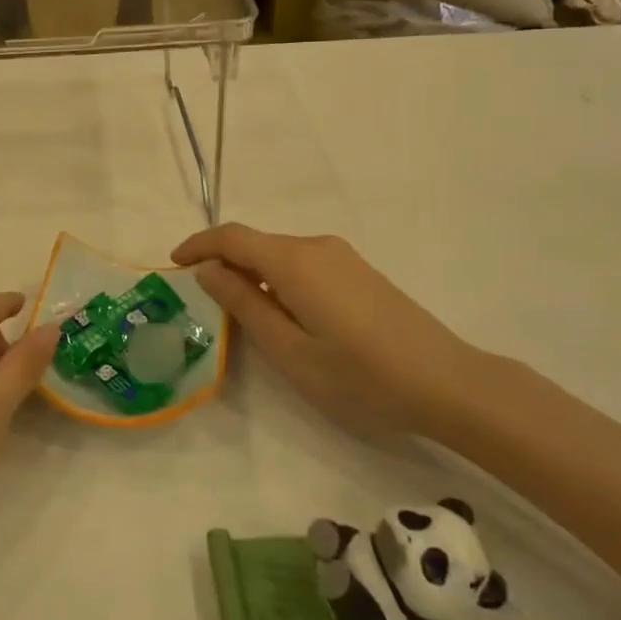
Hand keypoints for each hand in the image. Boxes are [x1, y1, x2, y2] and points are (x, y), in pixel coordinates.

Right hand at [171, 224, 475, 437]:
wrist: (447, 382)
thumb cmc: (361, 375)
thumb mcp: (290, 352)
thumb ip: (245, 306)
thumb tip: (209, 271)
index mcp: (293, 262)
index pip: (232, 237)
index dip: (198, 245)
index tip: (173, 263)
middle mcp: (315, 246)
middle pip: (256, 243)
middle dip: (224, 262)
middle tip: (202, 299)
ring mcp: (341, 257)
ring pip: (280, 255)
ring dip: (252, 273)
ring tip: (240, 313)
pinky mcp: (359, 271)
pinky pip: (304, 264)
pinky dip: (279, 279)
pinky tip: (285, 315)